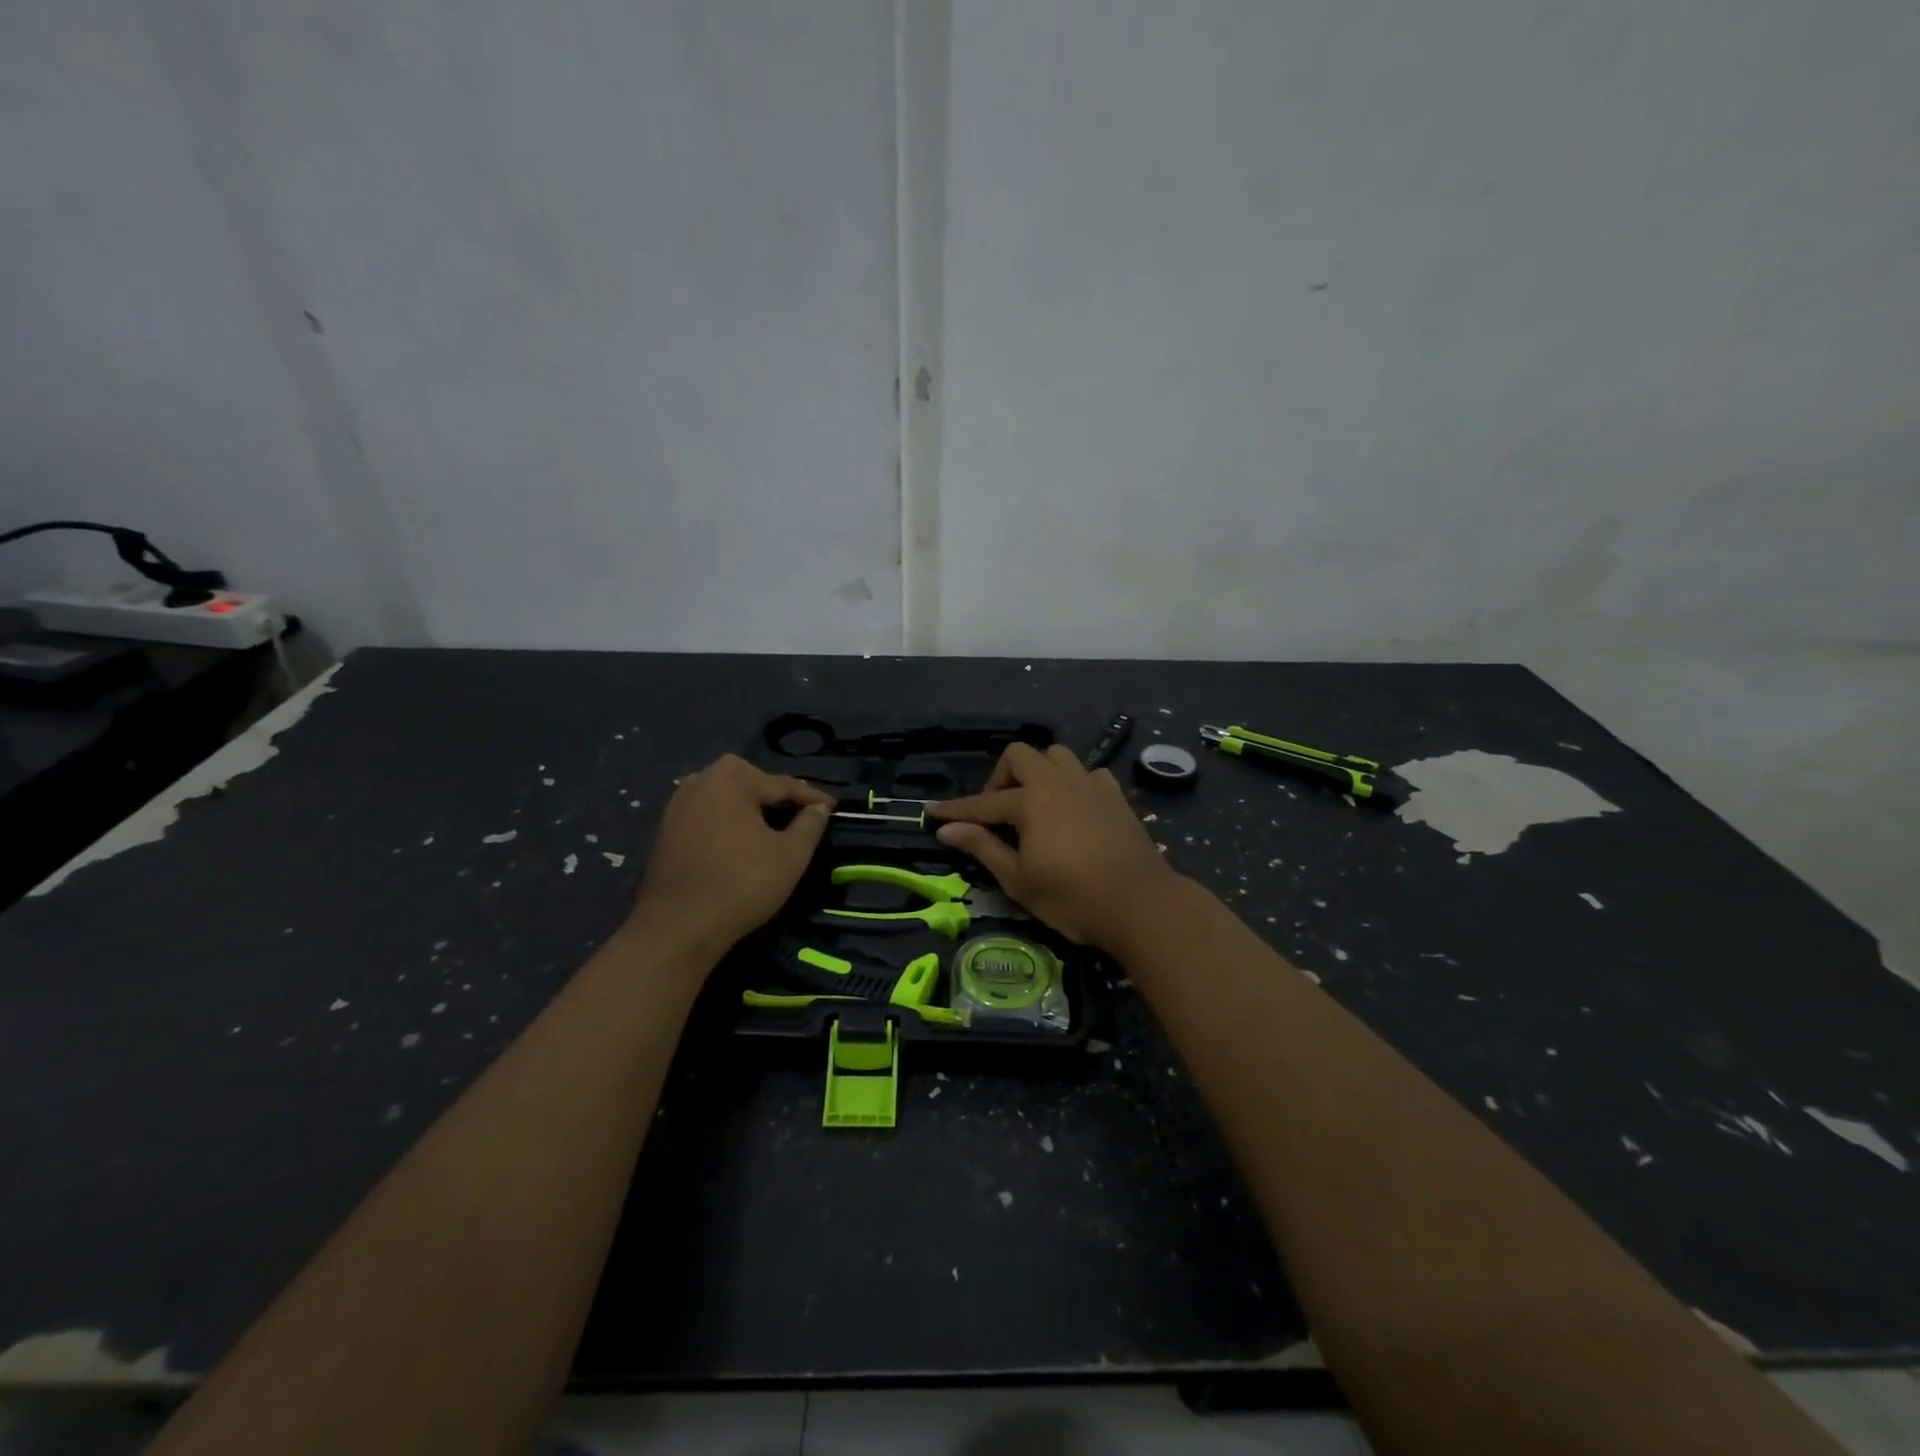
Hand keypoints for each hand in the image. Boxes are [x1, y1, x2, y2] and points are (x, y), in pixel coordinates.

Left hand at [630, 755, 832, 955]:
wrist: (679, 926)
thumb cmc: (742, 884)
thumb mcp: (791, 855)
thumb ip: (810, 824)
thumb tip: (818, 808)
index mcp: (731, 780)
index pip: (781, 784)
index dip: (811, 797)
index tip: (833, 808)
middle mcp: (699, 782)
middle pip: (748, 781)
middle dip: (775, 794)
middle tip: (799, 812)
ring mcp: (677, 807)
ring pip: (724, 796)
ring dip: (749, 806)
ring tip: (771, 824)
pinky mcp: (665, 831)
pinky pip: (706, 815)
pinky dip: (727, 821)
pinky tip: (739, 840)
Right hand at [929, 743, 1180, 948]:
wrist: (1140, 904)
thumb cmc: (1072, 898)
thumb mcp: (1018, 879)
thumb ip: (982, 847)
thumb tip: (946, 828)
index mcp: (1031, 801)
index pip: (983, 803)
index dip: (956, 810)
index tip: (932, 812)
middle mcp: (1058, 782)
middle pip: (1020, 755)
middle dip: (1000, 776)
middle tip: (997, 811)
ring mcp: (1091, 785)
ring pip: (1057, 755)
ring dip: (1038, 771)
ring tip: (1034, 803)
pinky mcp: (1115, 796)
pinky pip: (1088, 773)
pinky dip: (1073, 783)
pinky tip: (1072, 807)